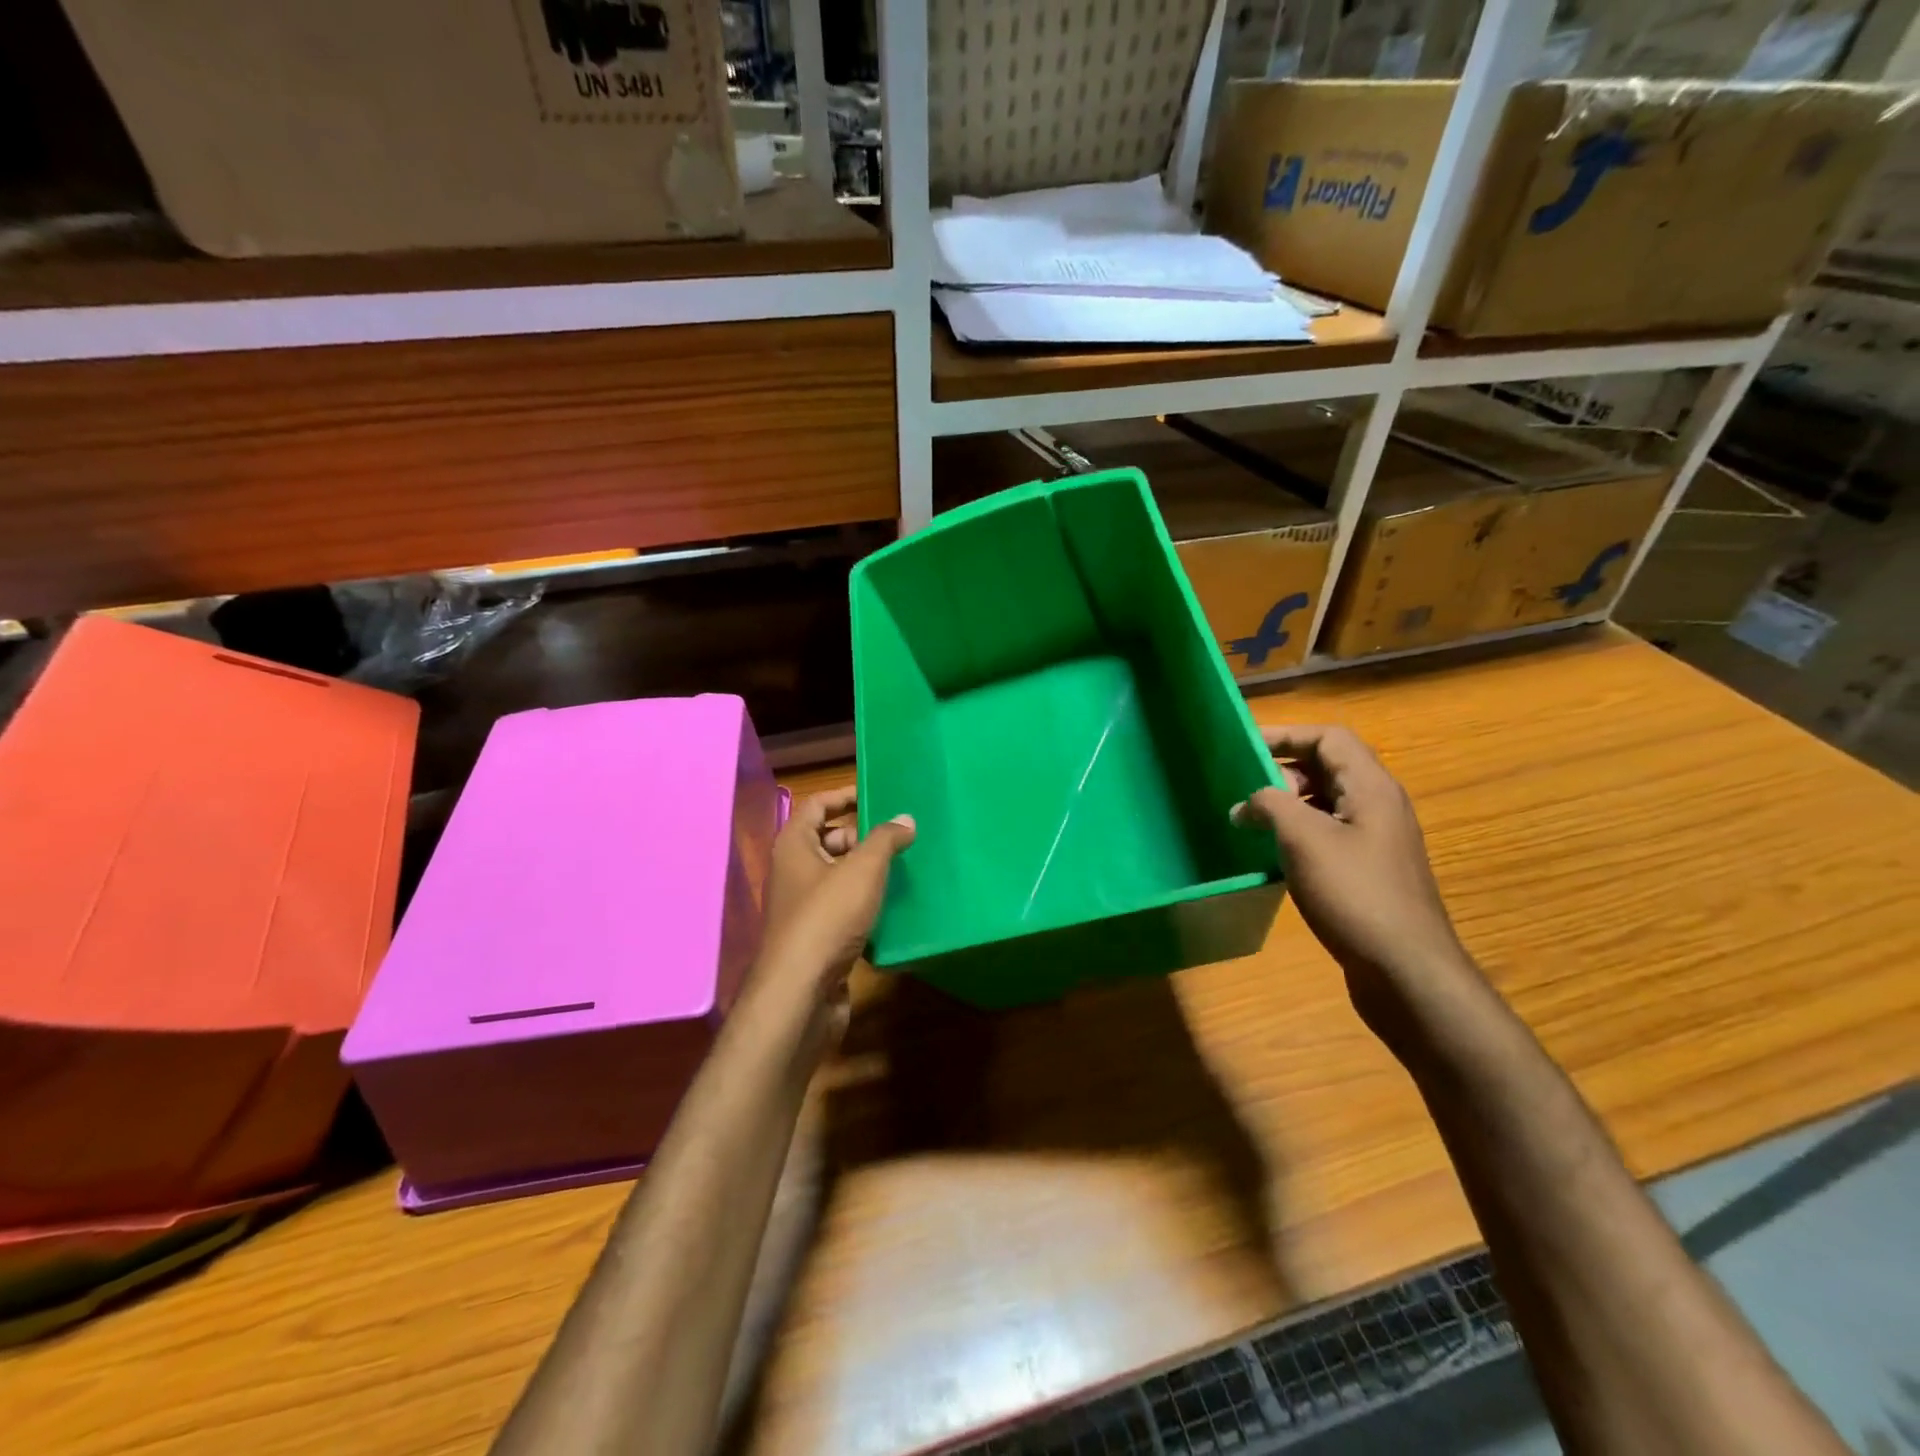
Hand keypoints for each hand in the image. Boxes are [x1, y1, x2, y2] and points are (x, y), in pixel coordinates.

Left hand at [756, 789, 915, 1016]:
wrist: (801, 993)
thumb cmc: (827, 918)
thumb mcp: (862, 870)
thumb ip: (885, 840)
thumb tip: (905, 818)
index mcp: (794, 845)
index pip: (816, 806)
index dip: (844, 796)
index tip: (878, 796)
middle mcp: (794, 871)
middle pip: (829, 840)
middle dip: (864, 836)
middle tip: (902, 835)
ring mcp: (805, 907)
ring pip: (840, 876)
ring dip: (869, 871)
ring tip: (908, 866)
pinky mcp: (818, 937)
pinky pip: (845, 908)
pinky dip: (867, 903)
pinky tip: (896, 905)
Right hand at [1231, 725, 1478, 1041]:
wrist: (1405, 970)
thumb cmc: (1354, 893)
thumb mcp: (1303, 838)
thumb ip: (1271, 805)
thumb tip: (1247, 803)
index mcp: (1371, 788)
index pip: (1329, 738)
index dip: (1287, 734)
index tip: (1245, 746)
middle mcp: (1378, 807)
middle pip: (1327, 768)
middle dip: (1282, 773)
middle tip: (1243, 791)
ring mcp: (1375, 842)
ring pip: (1325, 804)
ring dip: (1286, 806)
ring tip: (1249, 822)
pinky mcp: (1367, 873)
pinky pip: (1327, 835)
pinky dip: (1296, 835)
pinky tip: (1272, 856)